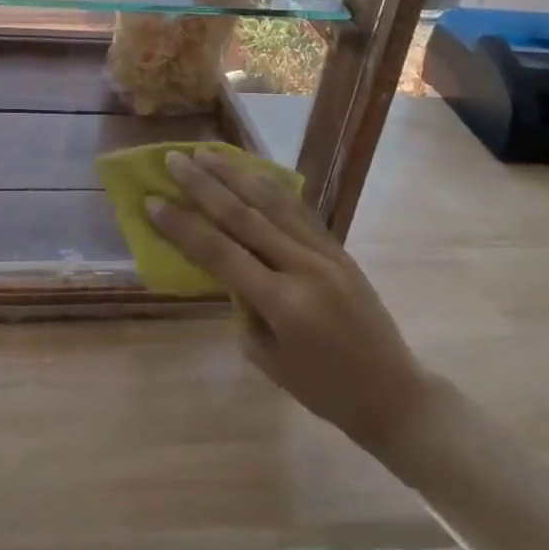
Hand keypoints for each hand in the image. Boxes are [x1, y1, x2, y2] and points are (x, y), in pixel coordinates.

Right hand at [151, 149, 430, 455]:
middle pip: (244, 215)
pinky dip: (269, 186)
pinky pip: (298, 209)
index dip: (184, 225)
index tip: (153, 200)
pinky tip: (250, 171)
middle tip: (173, 160)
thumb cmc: (325, 391)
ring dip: (235, 174)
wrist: (396, 395)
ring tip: (206, 153)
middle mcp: (303, 268)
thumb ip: (243, 308)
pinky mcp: (338, 248)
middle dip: (203, 185)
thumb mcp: (269, 361)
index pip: (221, 253)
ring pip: (272, 202)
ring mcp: (325, 253)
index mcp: (283, 304)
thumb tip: (227, 269)